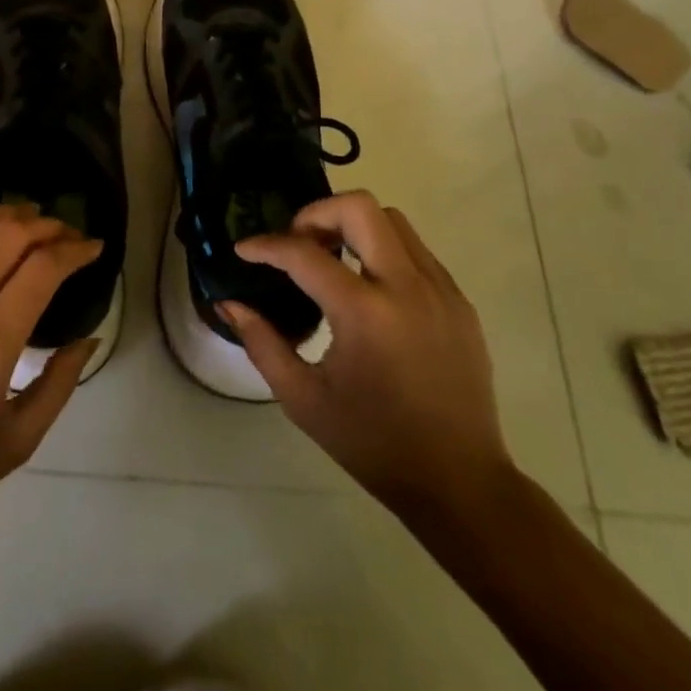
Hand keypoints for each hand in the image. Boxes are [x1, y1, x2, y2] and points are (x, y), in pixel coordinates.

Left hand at [0, 204, 100, 539]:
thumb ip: (60, 384)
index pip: (43, 268)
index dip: (75, 249)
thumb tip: (88, 336)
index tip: (93, 247)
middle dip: (48, 225)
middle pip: (11, 235)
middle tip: (66, 232)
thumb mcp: (18, 441)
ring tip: (29, 215)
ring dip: (7, 212)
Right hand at [226, 191, 513, 524]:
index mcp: (364, 313)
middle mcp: (406, 287)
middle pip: (359, 207)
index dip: (266, 245)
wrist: (459, 482)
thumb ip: (262, 343)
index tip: (245, 250)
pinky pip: (416, 250)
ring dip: (352, 225)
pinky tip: (368, 286)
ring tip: (330, 259)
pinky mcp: (458, 301)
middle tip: (297, 243)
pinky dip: (383, 250)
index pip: (304, 253)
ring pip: (392, 220)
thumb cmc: (373, 443)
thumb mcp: (303, 399)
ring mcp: (440, 290)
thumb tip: (230, 304)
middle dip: (316, 213)